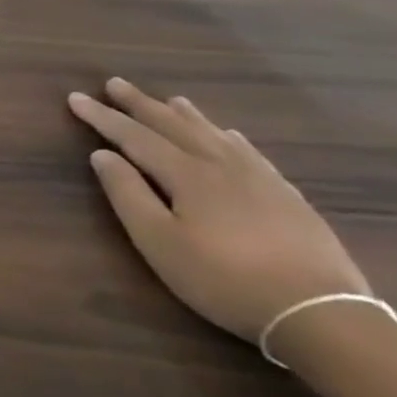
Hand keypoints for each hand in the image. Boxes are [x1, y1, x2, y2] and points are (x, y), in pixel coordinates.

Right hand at [67, 77, 371, 343]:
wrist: (321, 313)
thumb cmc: (222, 278)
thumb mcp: (158, 241)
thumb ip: (127, 194)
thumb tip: (102, 155)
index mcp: (187, 175)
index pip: (134, 136)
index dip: (103, 117)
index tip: (75, 97)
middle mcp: (222, 166)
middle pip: (175, 126)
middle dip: (141, 104)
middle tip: (115, 83)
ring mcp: (261, 180)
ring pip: (215, 135)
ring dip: (185, 115)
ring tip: (170, 99)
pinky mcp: (288, 197)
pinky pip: (251, 152)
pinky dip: (230, 137)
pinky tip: (230, 135)